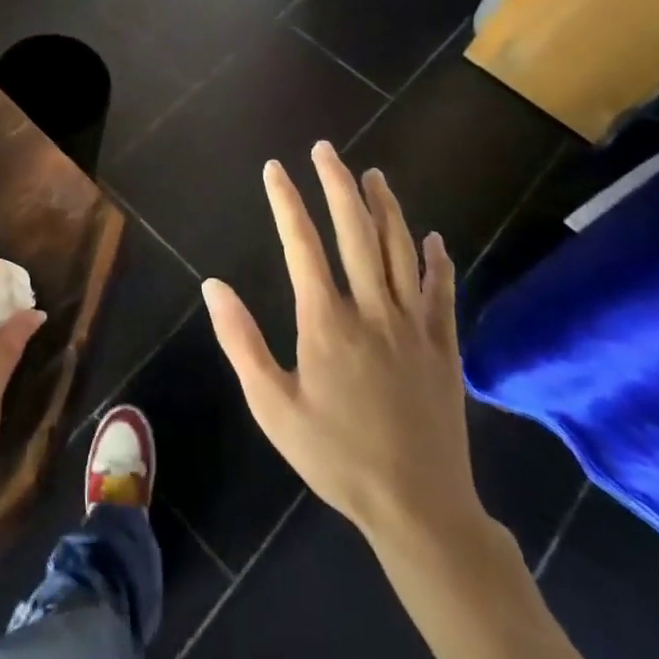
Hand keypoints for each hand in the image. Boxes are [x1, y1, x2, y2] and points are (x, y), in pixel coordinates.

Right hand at [203, 144, 483, 549]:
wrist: (419, 509)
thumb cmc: (336, 456)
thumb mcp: (273, 407)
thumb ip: (241, 341)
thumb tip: (213, 285)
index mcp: (327, 321)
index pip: (302, 244)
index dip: (286, 201)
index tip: (275, 168)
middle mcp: (373, 310)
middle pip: (356, 232)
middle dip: (338, 185)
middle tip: (326, 150)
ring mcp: (414, 326)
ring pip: (401, 250)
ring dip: (386, 207)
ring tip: (374, 175)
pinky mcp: (444, 347)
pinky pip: (442, 292)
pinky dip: (437, 260)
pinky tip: (432, 238)